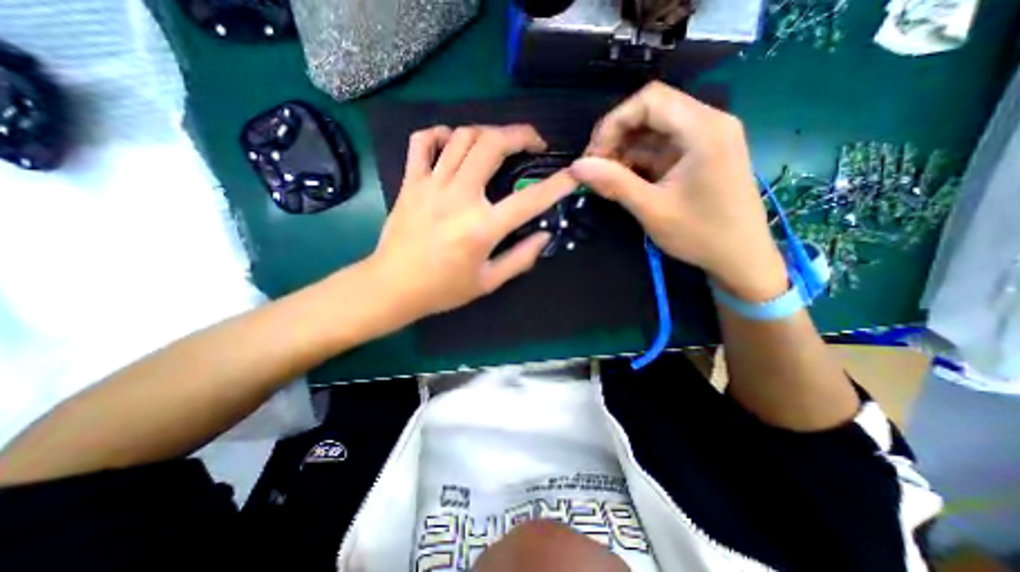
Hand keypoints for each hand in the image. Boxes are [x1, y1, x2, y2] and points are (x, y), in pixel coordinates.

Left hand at [366, 124, 575, 315]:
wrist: (393, 287)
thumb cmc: (443, 289)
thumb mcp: (489, 282)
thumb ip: (521, 258)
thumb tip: (544, 235)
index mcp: (481, 228)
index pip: (529, 200)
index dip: (557, 185)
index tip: (573, 173)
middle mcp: (458, 197)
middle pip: (492, 145)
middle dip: (520, 134)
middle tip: (533, 143)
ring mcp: (431, 185)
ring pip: (461, 136)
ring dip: (487, 132)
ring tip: (499, 143)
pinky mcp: (410, 183)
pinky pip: (422, 142)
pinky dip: (440, 134)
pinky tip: (452, 142)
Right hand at [573, 82, 785, 302]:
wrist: (741, 257)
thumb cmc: (700, 235)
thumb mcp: (652, 209)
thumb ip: (614, 183)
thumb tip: (576, 167)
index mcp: (703, 129)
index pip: (649, 100)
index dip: (613, 122)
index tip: (593, 155)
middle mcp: (708, 123)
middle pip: (651, 112)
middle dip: (616, 137)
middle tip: (595, 169)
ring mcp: (705, 139)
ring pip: (654, 131)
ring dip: (625, 151)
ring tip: (606, 178)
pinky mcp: (700, 155)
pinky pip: (662, 148)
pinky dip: (639, 161)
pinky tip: (624, 180)